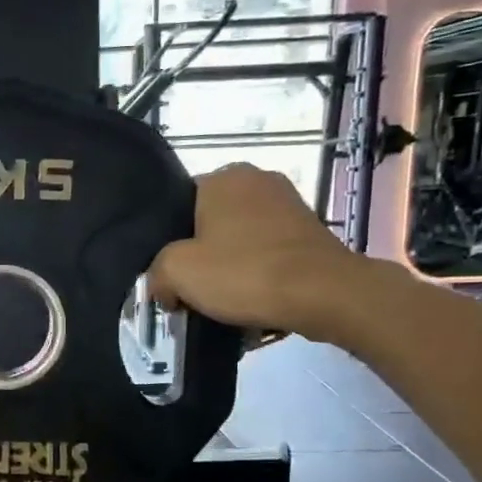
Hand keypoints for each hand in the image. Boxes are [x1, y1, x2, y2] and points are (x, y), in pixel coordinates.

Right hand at [148, 165, 371, 341]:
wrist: (324, 294)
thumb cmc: (244, 272)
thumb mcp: (177, 272)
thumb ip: (156, 273)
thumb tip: (164, 287)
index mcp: (222, 177)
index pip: (178, 205)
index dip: (169, 243)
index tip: (170, 275)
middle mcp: (257, 180)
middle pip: (210, 224)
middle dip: (201, 258)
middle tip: (193, 292)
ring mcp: (289, 204)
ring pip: (240, 241)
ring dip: (230, 269)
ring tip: (224, 304)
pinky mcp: (311, 231)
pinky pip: (269, 254)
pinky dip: (259, 276)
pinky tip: (254, 304)